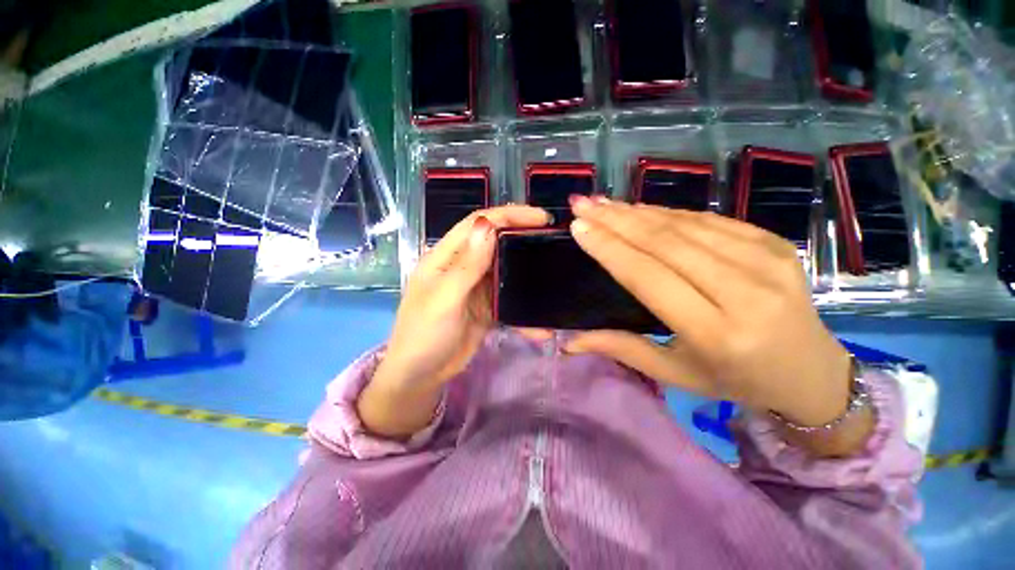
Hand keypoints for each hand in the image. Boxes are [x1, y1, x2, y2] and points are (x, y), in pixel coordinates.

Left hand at [359, 206, 550, 437]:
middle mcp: (463, 266)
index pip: (478, 223)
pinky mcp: (486, 307)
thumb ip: (467, 265)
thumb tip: (488, 224)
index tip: (541, 217)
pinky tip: (541, 323)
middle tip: (554, 238)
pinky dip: (524, 308)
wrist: (421, 376)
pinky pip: (509, 299)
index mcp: (446, 257)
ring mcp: (476, 287)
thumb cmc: (424, 334)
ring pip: (505, 269)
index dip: (508, 215)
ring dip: (527, 269)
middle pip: (496, 242)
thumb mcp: (444, 299)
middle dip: (523, 236)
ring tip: (555, 268)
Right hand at [564, 197, 852, 429]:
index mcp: (717, 333)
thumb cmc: (735, 380)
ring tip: (604, 204)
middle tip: (582, 204)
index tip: (579, 227)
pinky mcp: (775, 243)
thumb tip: (569, 341)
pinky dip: (669, 213)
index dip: (610, 248)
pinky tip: (641, 209)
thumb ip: (621, 349)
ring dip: (637, 211)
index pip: (649, 277)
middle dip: (615, 220)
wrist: (812, 373)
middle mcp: (745, 292)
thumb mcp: (674, 374)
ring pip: (685, 225)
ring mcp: (767, 261)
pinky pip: (709, 220)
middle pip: (665, 243)